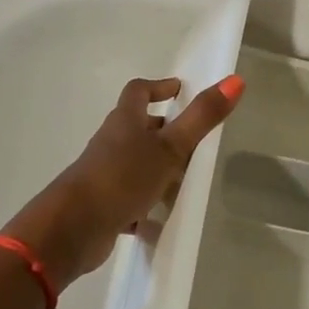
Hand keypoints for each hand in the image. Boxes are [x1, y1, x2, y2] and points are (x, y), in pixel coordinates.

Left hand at [11, 74, 242, 284]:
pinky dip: (147, 206)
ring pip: (135, 164)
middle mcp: (111, 144)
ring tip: (186, 179)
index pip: (138, 92)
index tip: (179, 90)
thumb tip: (236, 79)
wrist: (72, 229)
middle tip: (192, 138)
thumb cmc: (122, 178)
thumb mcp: (169, 147)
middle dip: (163, 130)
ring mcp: (104, 175)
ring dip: (157, 168)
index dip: (158, 87)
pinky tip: (164, 219)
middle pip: (137, 128)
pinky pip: (130, 200)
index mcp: (125, 122)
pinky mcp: (103, 206)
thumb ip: (202, 117)